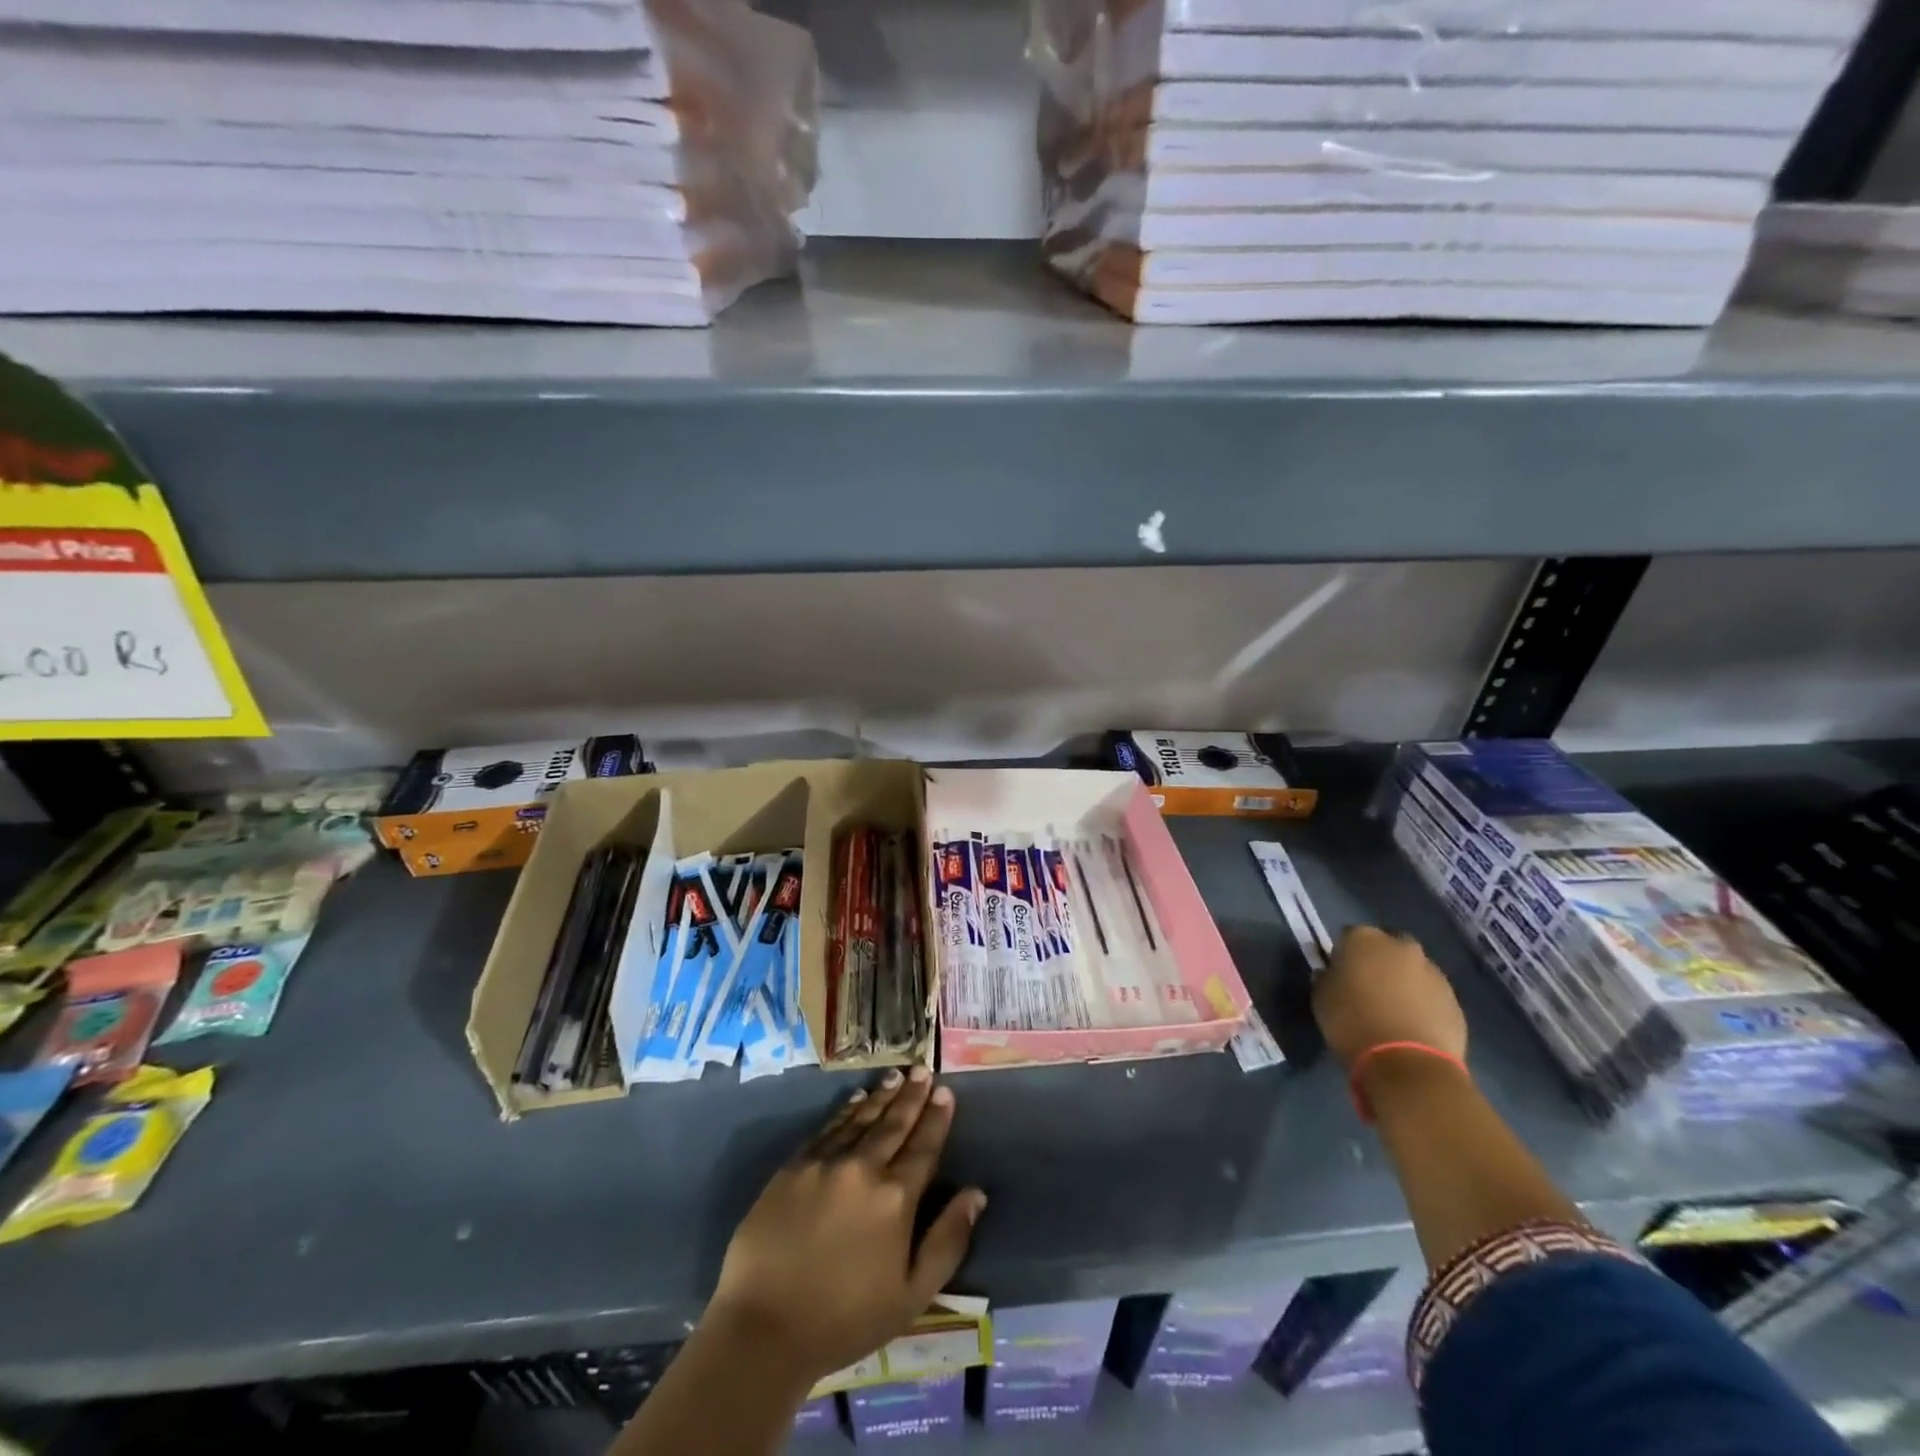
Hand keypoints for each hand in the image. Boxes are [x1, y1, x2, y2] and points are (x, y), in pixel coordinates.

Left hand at [707, 1066, 986, 1387]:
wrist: (763, 1328)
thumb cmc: (845, 1320)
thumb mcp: (912, 1295)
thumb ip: (947, 1241)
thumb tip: (975, 1193)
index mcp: (895, 1198)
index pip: (924, 1147)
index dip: (936, 1118)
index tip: (945, 1091)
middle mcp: (863, 1168)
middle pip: (894, 1124)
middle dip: (911, 1096)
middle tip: (922, 1069)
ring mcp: (825, 1163)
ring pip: (861, 1119)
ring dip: (881, 1096)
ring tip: (895, 1076)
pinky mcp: (793, 1167)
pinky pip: (827, 1128)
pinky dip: (845, 1110)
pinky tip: (856, 1099)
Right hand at [1312, 925, 1466, 1071]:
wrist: (1407, 1063)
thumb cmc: (1352, 1022)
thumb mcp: (1321, 997)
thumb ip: (1326, 977)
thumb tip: (1331, 973)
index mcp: (1364, 939)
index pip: (1348, 935)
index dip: (1343, 954)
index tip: (1339, 973)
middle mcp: (1401, 947)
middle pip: (1387, 947)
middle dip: (1379, 961)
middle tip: (1367, 987)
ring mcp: (1432, 972)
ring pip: (1413, 970)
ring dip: (1403, 982)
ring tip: (1392, 1011)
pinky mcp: (1454, 1000)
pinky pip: (1431, 994)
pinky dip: (1422, 1003)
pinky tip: (1411, 1025)